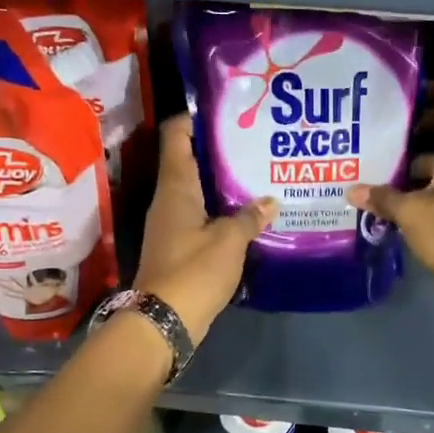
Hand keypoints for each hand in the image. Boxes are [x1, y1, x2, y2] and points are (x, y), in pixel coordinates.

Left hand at [134, 115, 276, 342]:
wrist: (163, 322)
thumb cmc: (193, 272)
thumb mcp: (228, 242)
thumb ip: (249, 217)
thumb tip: (270, 201)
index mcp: (176, 188)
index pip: (177, 136)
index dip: (197, 118)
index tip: (227, 110)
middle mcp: (170, 199)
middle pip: (191, 160)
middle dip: (221, 149)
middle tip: (256, 140)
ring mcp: (173, 223)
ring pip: (200, 190)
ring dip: (225, 181)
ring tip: (260, 171)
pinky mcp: (181, 246)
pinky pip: (203, 215)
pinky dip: (224, 209)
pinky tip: (251, 212)